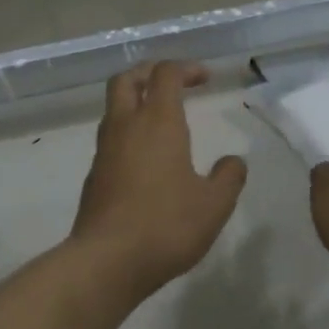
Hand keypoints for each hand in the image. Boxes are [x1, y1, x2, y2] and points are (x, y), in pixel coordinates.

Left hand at [70, 62, 247, 297]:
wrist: (107, 260)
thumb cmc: (165, 225)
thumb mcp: (214, 205)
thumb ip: (229, 178)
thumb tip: (234, 161)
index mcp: (157, 122)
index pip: (166, 74)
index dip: (186, 68)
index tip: (206, 78)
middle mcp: (125, 126)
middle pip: (126, 79)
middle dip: (149, 72)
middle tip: (173, 82)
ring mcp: (104, 150)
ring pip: (114, 108)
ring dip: (135, 102)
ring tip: (162, 119)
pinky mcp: (94, 174)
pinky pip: (110, 138)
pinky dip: (128, 133)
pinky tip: (147, 159)